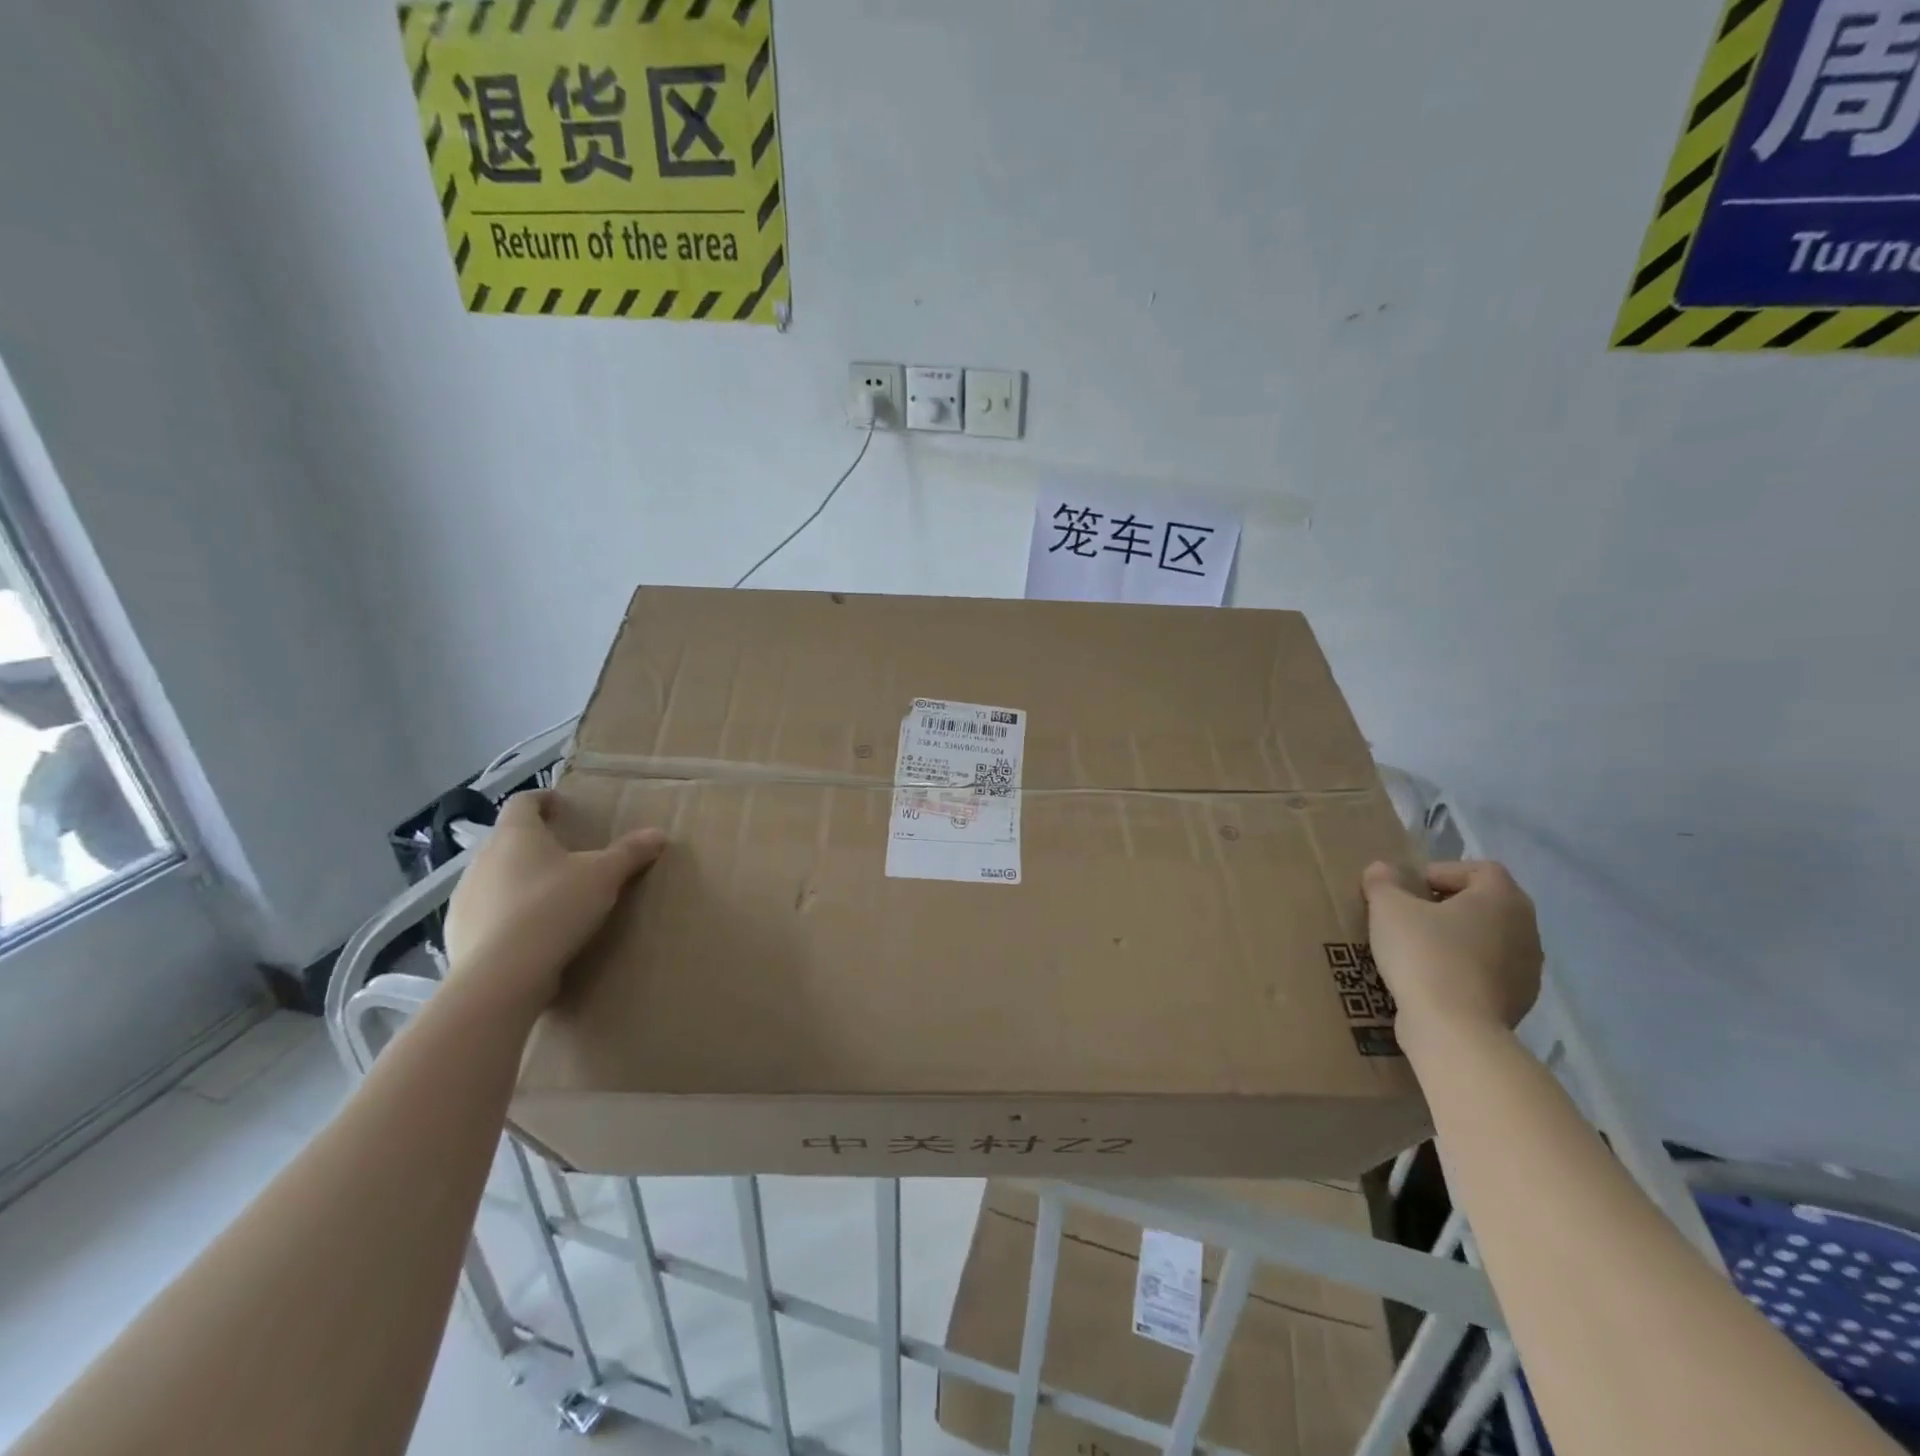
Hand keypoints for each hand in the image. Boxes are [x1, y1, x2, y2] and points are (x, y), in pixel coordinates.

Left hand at [444, 790, 665, 1012]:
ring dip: (518, 880)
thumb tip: (658, 834)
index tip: (561, 805)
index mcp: (515, 835)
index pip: (523, 802)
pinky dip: (506, 916)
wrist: (501, 977)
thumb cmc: (554, 908)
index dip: (543, 799)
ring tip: (550, 896)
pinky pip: (486, 914)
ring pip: (494, 877)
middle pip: (508, 840)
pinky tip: (529, 934)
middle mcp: (482, 859)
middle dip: (534, 844)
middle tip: (566, 855)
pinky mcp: (458, 934)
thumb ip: (630, 852)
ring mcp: (464, 898)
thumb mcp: (604, 876)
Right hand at [1361, 860, 1542, 1049]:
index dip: (1442, 872)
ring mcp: (1528, 969)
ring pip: (1489, 940)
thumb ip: (1383, 882)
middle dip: (1448, 906)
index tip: (1410, 889)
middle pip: (1486, 904)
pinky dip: (1464, 969)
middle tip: (1410, 915)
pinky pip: (1489, 972)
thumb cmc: (1424, 955)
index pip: (1479, 869)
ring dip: (1457, 939)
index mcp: (1502, 898)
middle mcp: (1526, 929)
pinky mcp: (1519, 1002)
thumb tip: (1381, 869)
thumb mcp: (1388, 909)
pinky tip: (1432, 980)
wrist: (1455, 1030)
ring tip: (1418, 950)